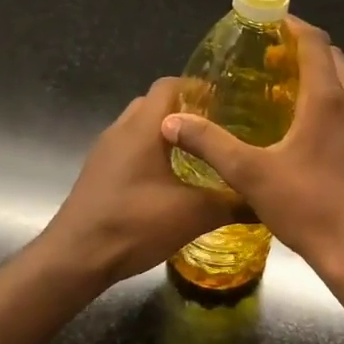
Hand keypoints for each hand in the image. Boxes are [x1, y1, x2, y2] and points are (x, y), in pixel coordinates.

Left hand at [40, 78, 239, 285]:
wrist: (75, 258)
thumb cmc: (134, 224)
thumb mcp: (193, 214)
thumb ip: (233, 203)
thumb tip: (267, 201)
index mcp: (143, 127)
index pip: (170, 84)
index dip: (198, 87)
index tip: (227, 102)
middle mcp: (121, 130)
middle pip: (155, 105)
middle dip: (185, 112)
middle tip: (217, 130)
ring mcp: (105, 152)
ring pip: (140, 129)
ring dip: (167, 136)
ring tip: (199, 155)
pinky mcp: (98, 174)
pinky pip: (129, 151)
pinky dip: (151, 155)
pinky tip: (171, 182)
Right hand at [159, 16, 343, 274]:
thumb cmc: (309, 207)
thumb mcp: (251, 175)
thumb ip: (211, 144)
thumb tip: (172, 121)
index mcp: (328, 100)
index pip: (315, 43)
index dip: (292, 26)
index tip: (269, 22)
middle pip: (333, 60)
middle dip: (303, 51)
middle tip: (268, 61)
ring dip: (318, 79)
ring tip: (282, 94)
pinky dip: (329, 105)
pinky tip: (306, 135)